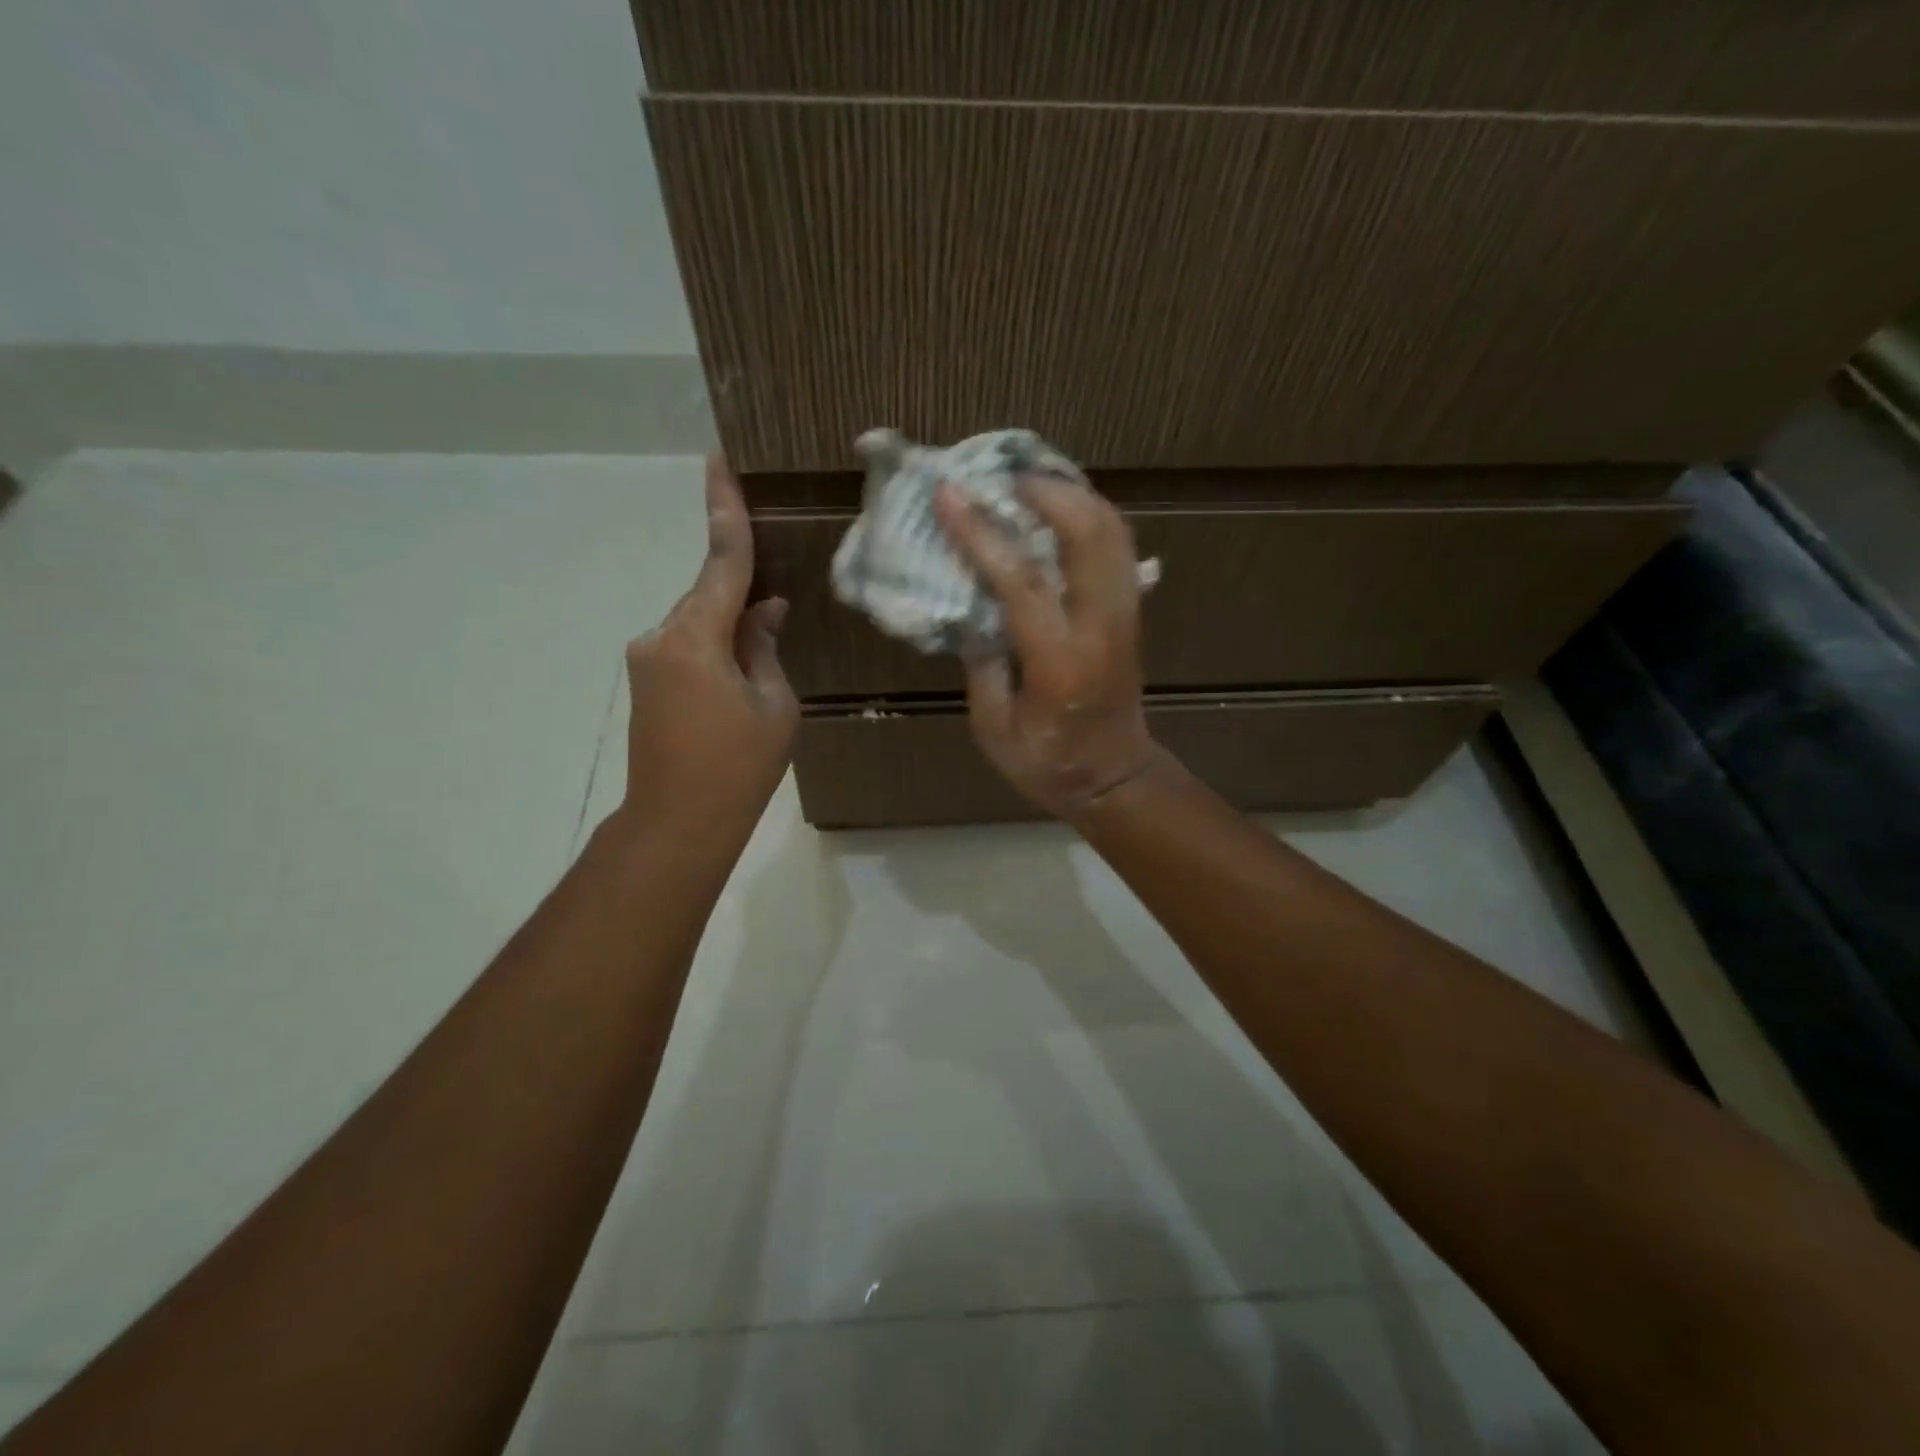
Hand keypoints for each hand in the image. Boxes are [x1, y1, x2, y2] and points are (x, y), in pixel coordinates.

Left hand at [619, 456, 797, 846]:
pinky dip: (715, 646)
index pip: (721, 562)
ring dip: (731, 627)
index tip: (718, 461)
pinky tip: (740, 677)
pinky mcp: (647, 680)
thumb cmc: (738, 766)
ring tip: (762, 669)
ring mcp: (648, 659)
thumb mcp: (774, 704)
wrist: (678, 823)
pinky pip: (688, 644)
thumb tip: (762, 610)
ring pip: (699, 621)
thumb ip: (765, 647)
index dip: (725, 511)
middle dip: (743, 596)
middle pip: (709, 594)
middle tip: (780, 611)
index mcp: (695, 637)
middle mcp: (661, 636)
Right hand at [933, 475, 1162, 820]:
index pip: (1022, 580)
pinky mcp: (1131, 612)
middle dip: (1045, 491)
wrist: (1116, 779)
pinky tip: (1060, 509)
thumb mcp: (995, 730)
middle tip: (1001, 475)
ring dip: (1072, 495)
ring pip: (1112, 530)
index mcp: (1060, 660)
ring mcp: (1124, 614)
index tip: (949, 494)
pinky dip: (1091, 515)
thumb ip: (981, 665)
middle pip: (1088, 533)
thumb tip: (968, 607)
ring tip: (1029, 482)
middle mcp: (1101, 626)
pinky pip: (1118, 546)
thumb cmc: (1049, 763)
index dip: (982, 532)